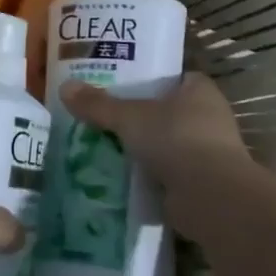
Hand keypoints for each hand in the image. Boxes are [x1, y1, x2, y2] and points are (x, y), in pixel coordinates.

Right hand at [58, 72, 252, 208]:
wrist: (210, 199)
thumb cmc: (176, 139)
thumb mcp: (129, 117)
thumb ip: (98, 104)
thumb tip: (64, 87)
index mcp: (199, 90)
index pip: (173, 76)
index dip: (148, 77)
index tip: (119, 81)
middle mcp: (209, 118)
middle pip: (167, 110)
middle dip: (140, 116)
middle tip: (104, 114)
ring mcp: (208, 153)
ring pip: (167, 143)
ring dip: (144, 148)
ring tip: (105, 145)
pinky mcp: (201, 184)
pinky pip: (168, 173)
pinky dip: (149, 176)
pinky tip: (120, 176)